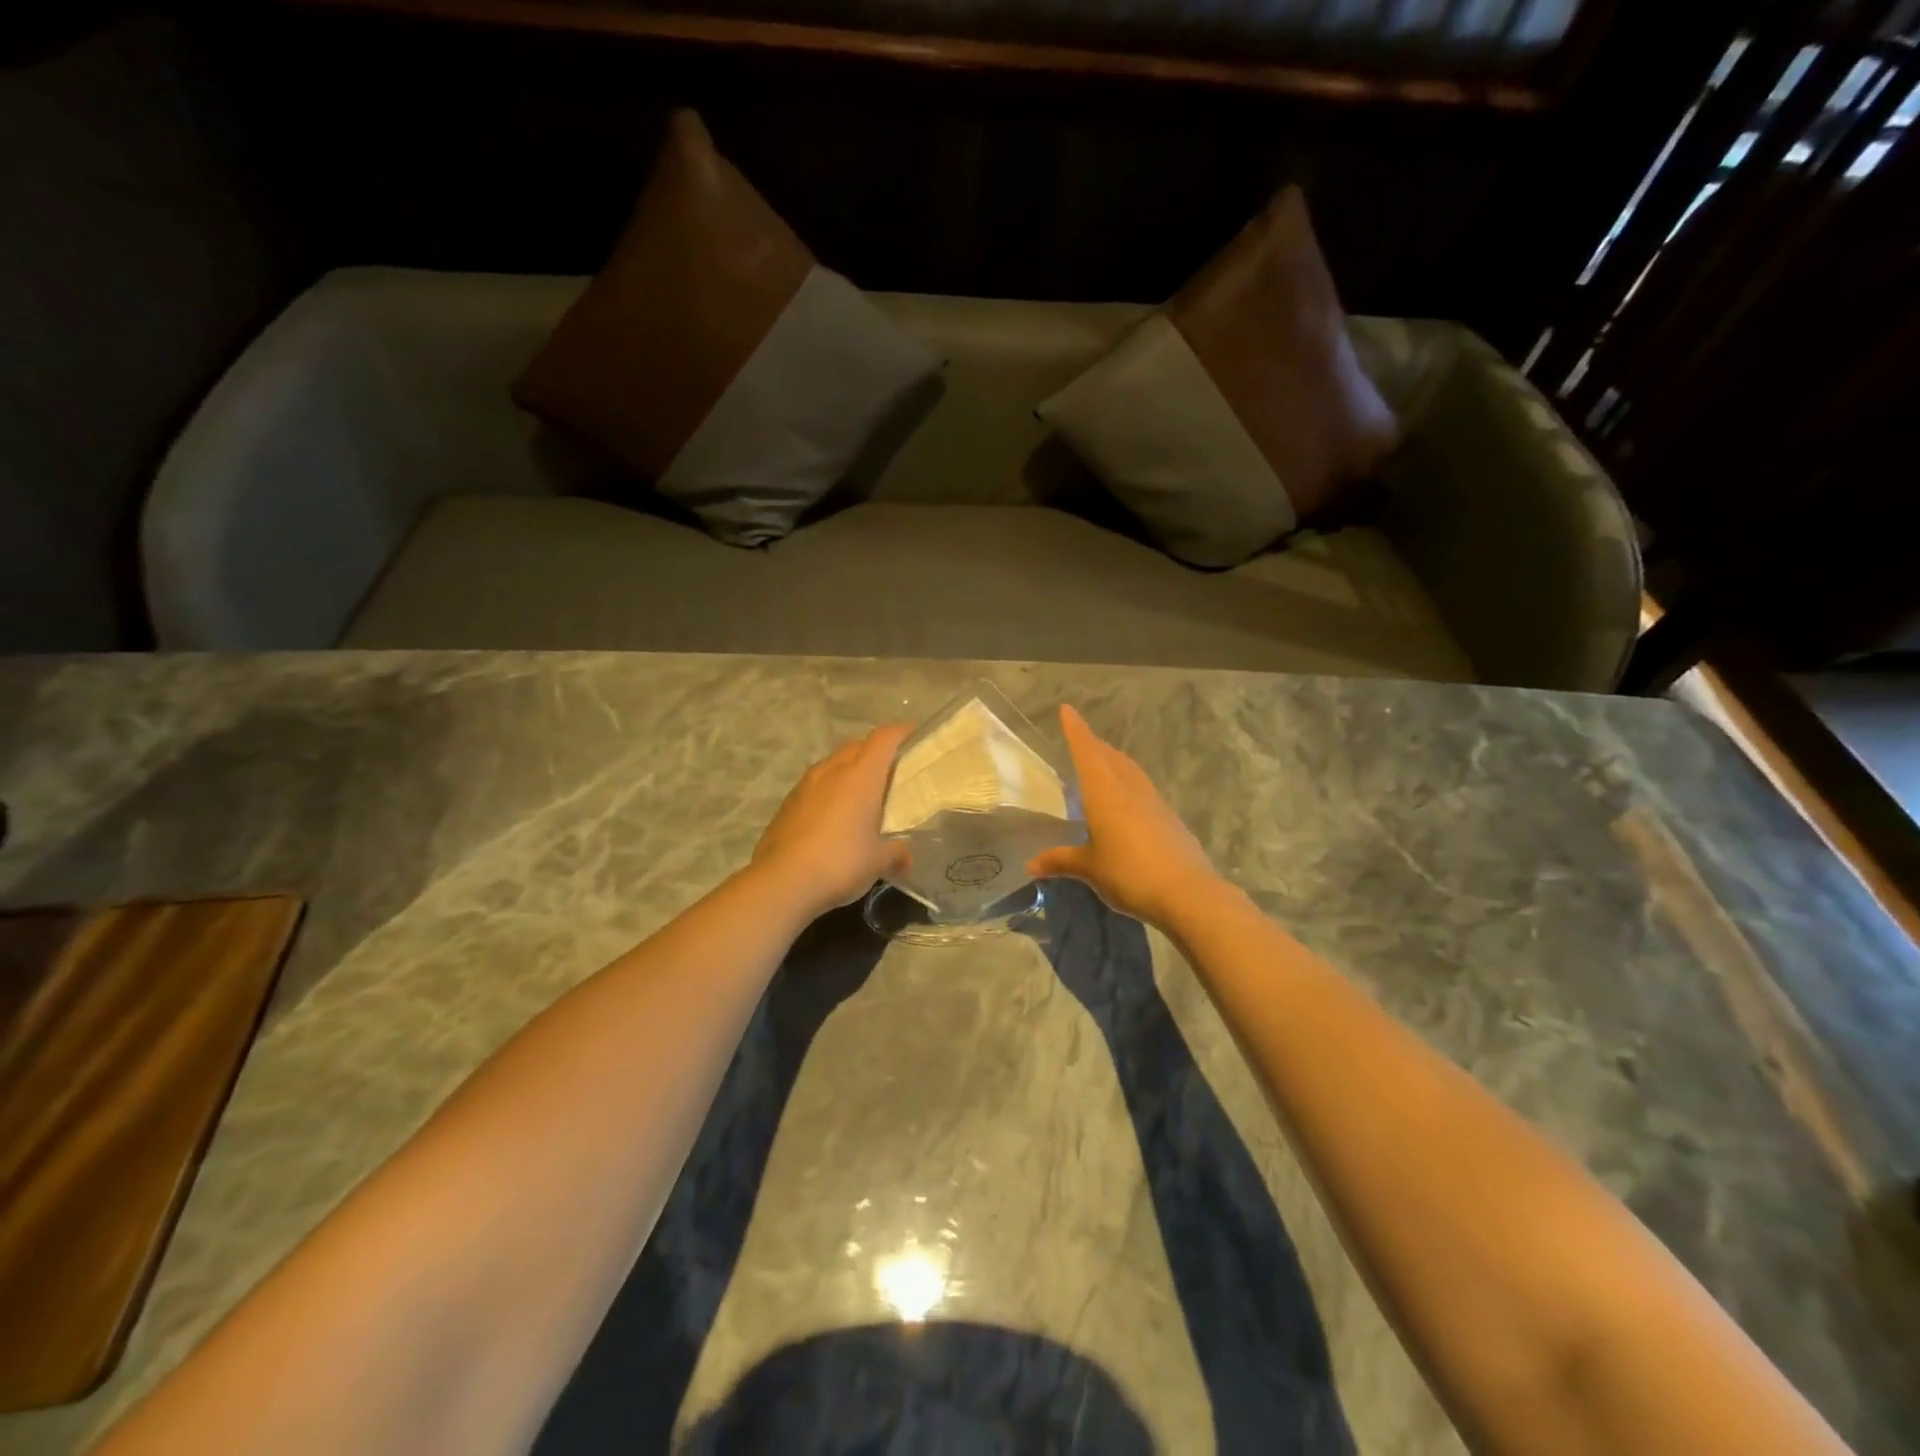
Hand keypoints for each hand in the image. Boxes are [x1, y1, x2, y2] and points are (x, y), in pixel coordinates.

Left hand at [751, 724, 912, 918]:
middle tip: (891, 771)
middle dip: (875, 752)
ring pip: (833, 764)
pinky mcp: (787, 803)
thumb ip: (896, 853)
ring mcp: (805, 785)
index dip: (900, 732)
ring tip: (861, 794)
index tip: (914, 735)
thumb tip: (906, 859)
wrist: (782, 882)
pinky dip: (829, 790)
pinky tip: (833, 816)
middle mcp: (832, 770)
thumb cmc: (841, 862)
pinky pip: (815, 785)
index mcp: (861, 776)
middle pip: (857, 746)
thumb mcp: (878, 861)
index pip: (883, 739)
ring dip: (849, 770)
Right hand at [1027, 705, 1217, 928]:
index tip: (1067, 709)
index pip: (1087, 752)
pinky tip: (1126, 801)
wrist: (1188, 893)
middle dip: (1094, 745)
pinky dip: (1128, 783)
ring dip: (1114, 761)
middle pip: (1110, 757)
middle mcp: (1130, 789)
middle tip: (1080, 740)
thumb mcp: (1090, 869)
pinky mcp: (1169, 818)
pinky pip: (1142, 789)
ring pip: (1130, 771)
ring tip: (1101, 766)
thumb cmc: (1130, 874)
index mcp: (1105, 793)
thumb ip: (1061, 861)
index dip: (1076, 730)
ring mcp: (1154, 802)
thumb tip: (1031, 864)